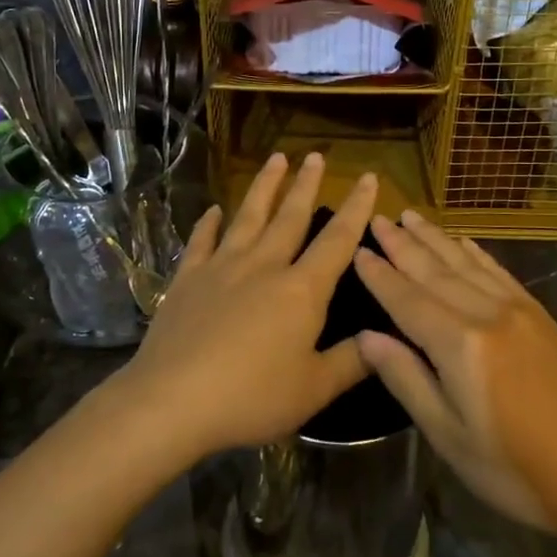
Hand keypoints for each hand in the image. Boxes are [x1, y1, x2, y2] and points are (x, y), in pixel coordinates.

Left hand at [113, 153, 376, 461]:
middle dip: (306, 185)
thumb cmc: (251, 397)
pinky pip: (201, 242)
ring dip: (264, 187)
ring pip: (248, 217)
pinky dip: (208, 224)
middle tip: (316, 155)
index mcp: (301, 290)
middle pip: (290, 217)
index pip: (337, 240)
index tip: (368, 178)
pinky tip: (213, 210)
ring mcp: (221, 268)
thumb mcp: (314, 390)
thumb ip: (352, 361)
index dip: (356, 208)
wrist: (172, 401)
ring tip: (275, 159)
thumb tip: (385, 337)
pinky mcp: (187, 279)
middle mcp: (264, 266)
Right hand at [352, 210, 556, 534]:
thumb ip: (407, 379)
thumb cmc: (515, 469)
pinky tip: (462, 241)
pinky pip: (499, 272)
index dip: (380, 275)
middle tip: (378, 218)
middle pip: (435, 271)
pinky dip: (475, 253)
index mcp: (460, 345)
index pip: (407, 299)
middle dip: (403, 244)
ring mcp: (519, 311)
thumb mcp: (449, 435)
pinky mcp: (541, 316)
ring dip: (435, 238)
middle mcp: (487, 314)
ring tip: (411, 216)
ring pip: (466, 263)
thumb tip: (366, 337)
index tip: (358, 250)